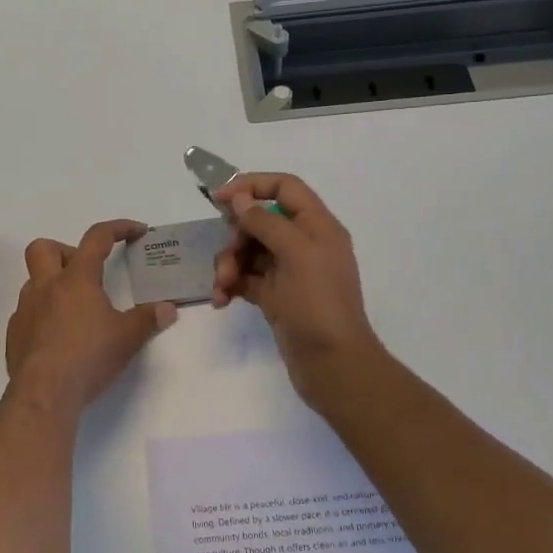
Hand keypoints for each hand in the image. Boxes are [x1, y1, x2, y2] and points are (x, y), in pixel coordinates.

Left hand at [6, 220, 178, 415]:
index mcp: (76, 279)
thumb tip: (168, 309)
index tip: (136, 231)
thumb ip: (148, 319)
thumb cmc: (89, 357)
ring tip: (77, 310)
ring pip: (33, 281)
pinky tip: (59, 336)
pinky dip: (43, 315)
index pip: (97, 238)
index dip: (118, 228)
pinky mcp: (14, 334)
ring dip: (53, 286)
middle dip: (66, 252)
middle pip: (44, 248)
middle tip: (87, 274)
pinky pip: (27, 312)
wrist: (44, 392)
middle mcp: (46, 286)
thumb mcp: (127, 338)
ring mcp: (25, 310)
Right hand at [211, 174, 382, 409]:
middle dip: (236, 236)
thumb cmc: (318, 305)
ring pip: (249, 250)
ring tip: (222, 286)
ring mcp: (289, 271)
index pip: (285, 188)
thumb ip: (266, 222)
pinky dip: (231, 284)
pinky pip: (246, 278)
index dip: (252, 186)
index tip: (219, 198)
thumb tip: (239, 199)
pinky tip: (221, 300)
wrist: (333, 366)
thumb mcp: (296, 255)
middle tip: (227, 257)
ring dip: (229, 263)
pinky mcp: (275, 296)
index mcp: (318, 226)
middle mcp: (304, 244)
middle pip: (260, 221)